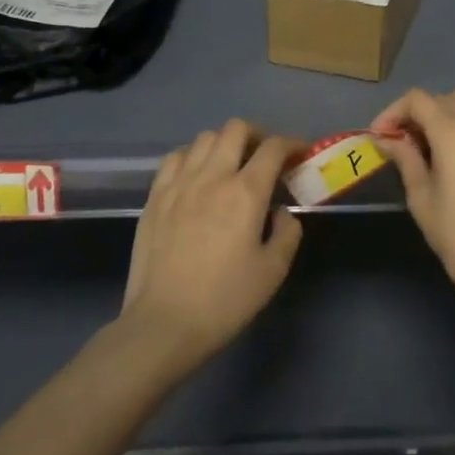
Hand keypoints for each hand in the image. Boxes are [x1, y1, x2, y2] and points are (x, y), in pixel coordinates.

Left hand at [120, 119, 303, 375]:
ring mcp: (179, 183)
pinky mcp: (155, 195)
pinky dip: (193, 156)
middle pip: (236, 129)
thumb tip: (279, 211)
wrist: (163, 325)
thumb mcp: (273, 271)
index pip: (273, 148)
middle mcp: (212, 176)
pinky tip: (197, 175)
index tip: (299, 153)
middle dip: (257, 135)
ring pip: (205, 137)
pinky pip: (175, 157)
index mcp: (246, 192)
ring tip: (231, 164)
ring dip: (225, 143)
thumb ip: (286, 232)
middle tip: (265, 156)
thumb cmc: (224, 301)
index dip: (291, 143)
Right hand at [370, 87, 454, 314]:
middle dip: (419, 113)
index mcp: (452, 133)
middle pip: (444, 98)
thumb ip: (405, 159)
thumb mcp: (421, 198)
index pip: (417, 101)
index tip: (382, 135)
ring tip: (442, 134)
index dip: (394, 112)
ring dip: (452, 107)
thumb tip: (386, 139)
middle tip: (407, 140)